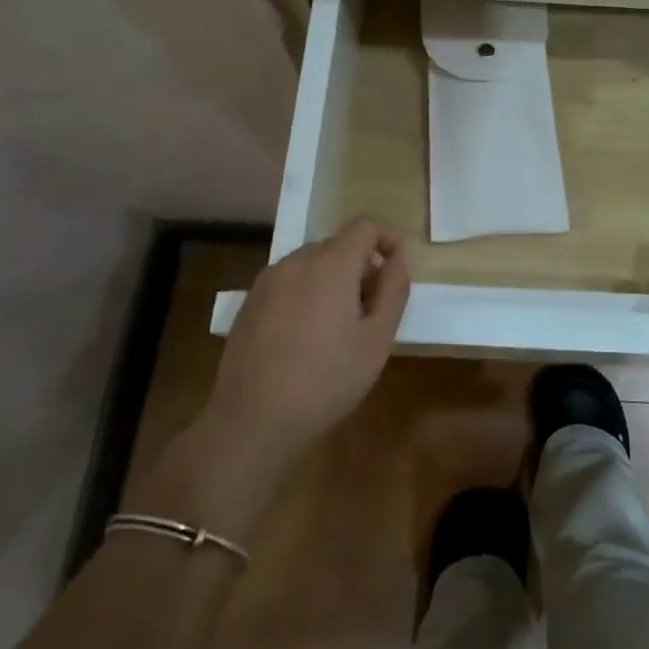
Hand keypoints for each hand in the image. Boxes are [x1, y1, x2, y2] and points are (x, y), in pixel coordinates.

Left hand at [138, 221, 410, 539]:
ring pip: (311, 264)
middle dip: (361, 266)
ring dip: (332, 280)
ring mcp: (268, 281)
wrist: (252, 421)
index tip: (398, 270)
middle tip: (372, 308)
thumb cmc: (326, 380)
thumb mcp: (377, 340)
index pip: (365, 226)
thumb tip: (398, 259)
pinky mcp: (249, 303)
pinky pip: (288, 283)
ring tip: (339, 326)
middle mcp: (296, 261)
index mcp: (331, 263)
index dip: (387, 240)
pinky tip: (306, 337)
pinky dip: (306, 294)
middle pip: (338, 245)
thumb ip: (393, 291)